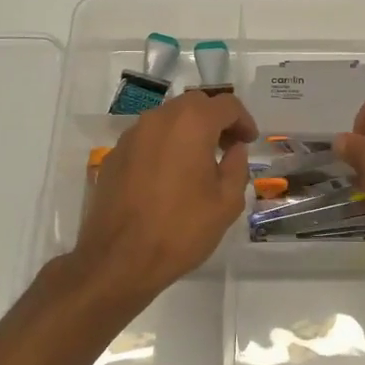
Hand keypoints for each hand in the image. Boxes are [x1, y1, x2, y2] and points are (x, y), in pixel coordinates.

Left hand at [73, 90, 257, 301]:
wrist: (119, 260)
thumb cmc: (181, 229)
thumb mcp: (227, 202)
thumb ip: (237, 167)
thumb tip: (235, 150)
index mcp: (191, 124)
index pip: (226, 105)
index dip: (244, 120)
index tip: (250, 141)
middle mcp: (159, 119)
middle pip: (194, 105)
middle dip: (215, 120)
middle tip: (229, 147)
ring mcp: (131, 136)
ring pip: (168, 119)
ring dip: (188, 131)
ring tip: (200, 162)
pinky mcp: (114, 156)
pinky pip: (147, 139)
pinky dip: (165, 147)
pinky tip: (170, 177)